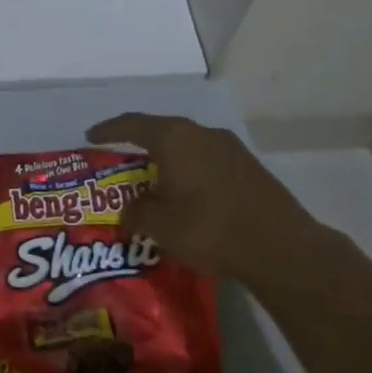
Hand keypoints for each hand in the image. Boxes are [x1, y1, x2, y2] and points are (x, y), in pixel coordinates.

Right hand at [87, 113, 327, 290]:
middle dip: (139, 147)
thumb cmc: (209, 228)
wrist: (281, 247)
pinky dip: (190, 173)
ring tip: (154, 184)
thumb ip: (135, 213)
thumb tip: (128, 212)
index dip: (108, 130)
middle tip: (122, 164)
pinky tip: (188, 197)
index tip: (90, 137)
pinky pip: (207, 162)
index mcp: (174, 138)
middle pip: (161, 132)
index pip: (131, 124)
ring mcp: (230, 148)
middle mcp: (201, 133)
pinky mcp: (249, 168)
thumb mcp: (159, 225)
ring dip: (168, 162)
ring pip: (187, 148)